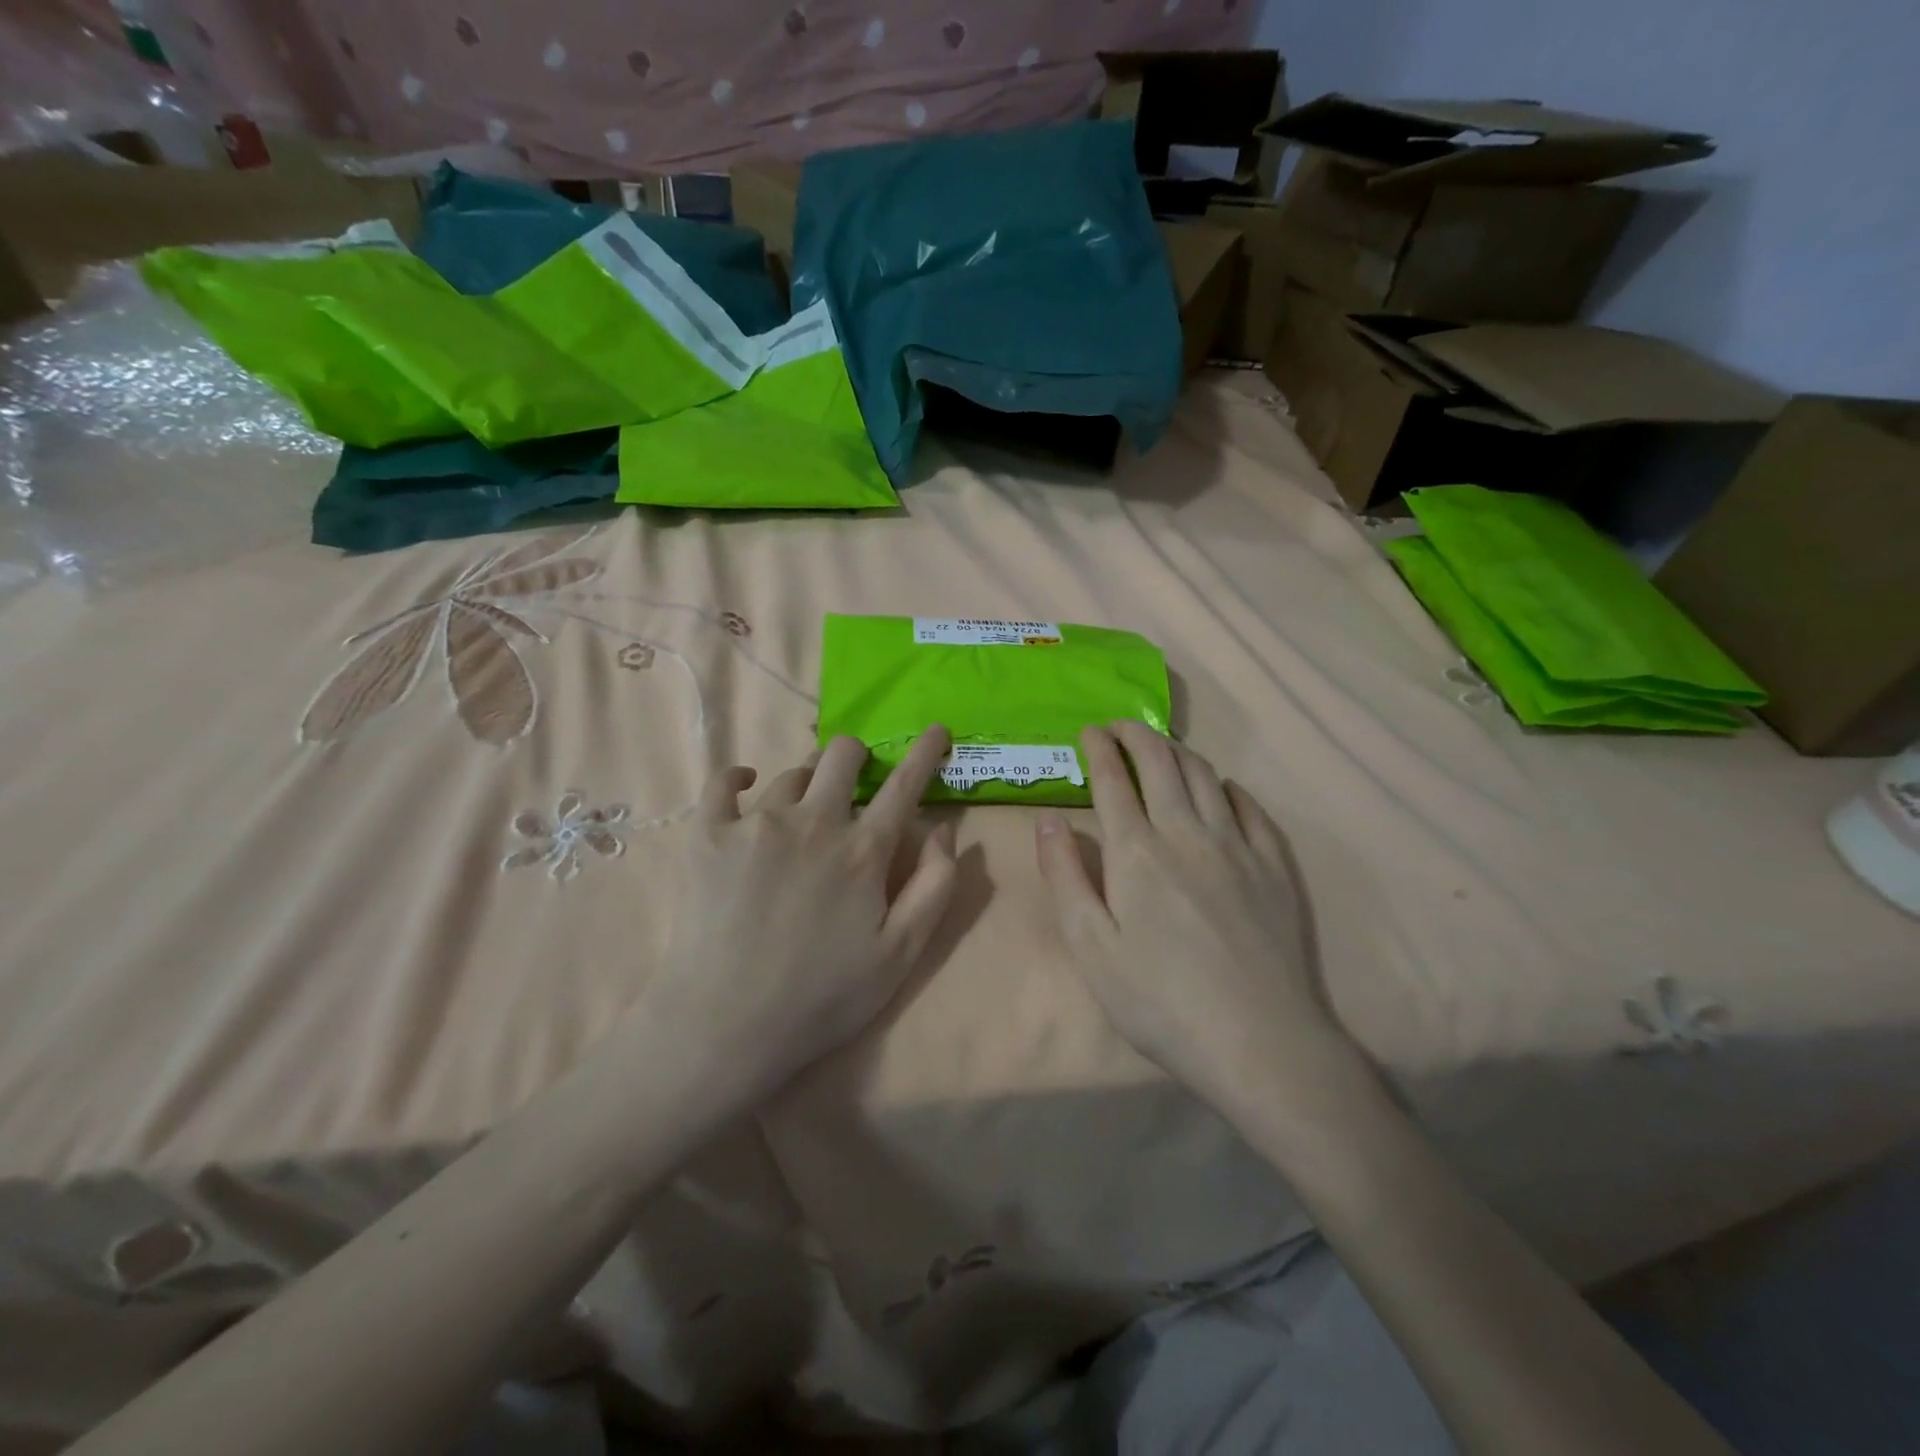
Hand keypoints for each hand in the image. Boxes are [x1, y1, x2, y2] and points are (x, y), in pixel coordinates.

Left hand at [645, 727, 958, 1099]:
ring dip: (806, 783)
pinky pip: (721, 783)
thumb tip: (944, 829)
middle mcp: (813, 821)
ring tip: (801, 813)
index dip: (925, 752)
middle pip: (842, 754)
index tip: (936, 729)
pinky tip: (744, 784)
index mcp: (863, 850)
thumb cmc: (823, 996)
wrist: (725, 1026)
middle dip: (858, 757)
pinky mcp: (708, 835)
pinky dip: (738, 778)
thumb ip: (935, 886)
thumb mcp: (902, 954)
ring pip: (790, 773)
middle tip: (854, 782)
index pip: (904, 784)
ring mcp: (756, 823)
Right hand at [1036, 723, 1356, 1119]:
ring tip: (1162, 749)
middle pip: (1161, 763)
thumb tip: (1048, 820)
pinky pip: (1251, 808)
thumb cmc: (1159, 1000)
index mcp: (1137, 852)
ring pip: (1206, 777)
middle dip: (1136, 734)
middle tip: (1119, 726)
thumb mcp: (1090, 946)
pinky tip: (1221, 791)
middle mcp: (1187, 832)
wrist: (1258, 1042)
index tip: (1088, 731)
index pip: (1114, 780)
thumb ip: (1065, 876)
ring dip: (1178, 752)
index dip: (1099, 748)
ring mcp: (1237, 846)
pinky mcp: (1274, 867)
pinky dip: (1228, 788)